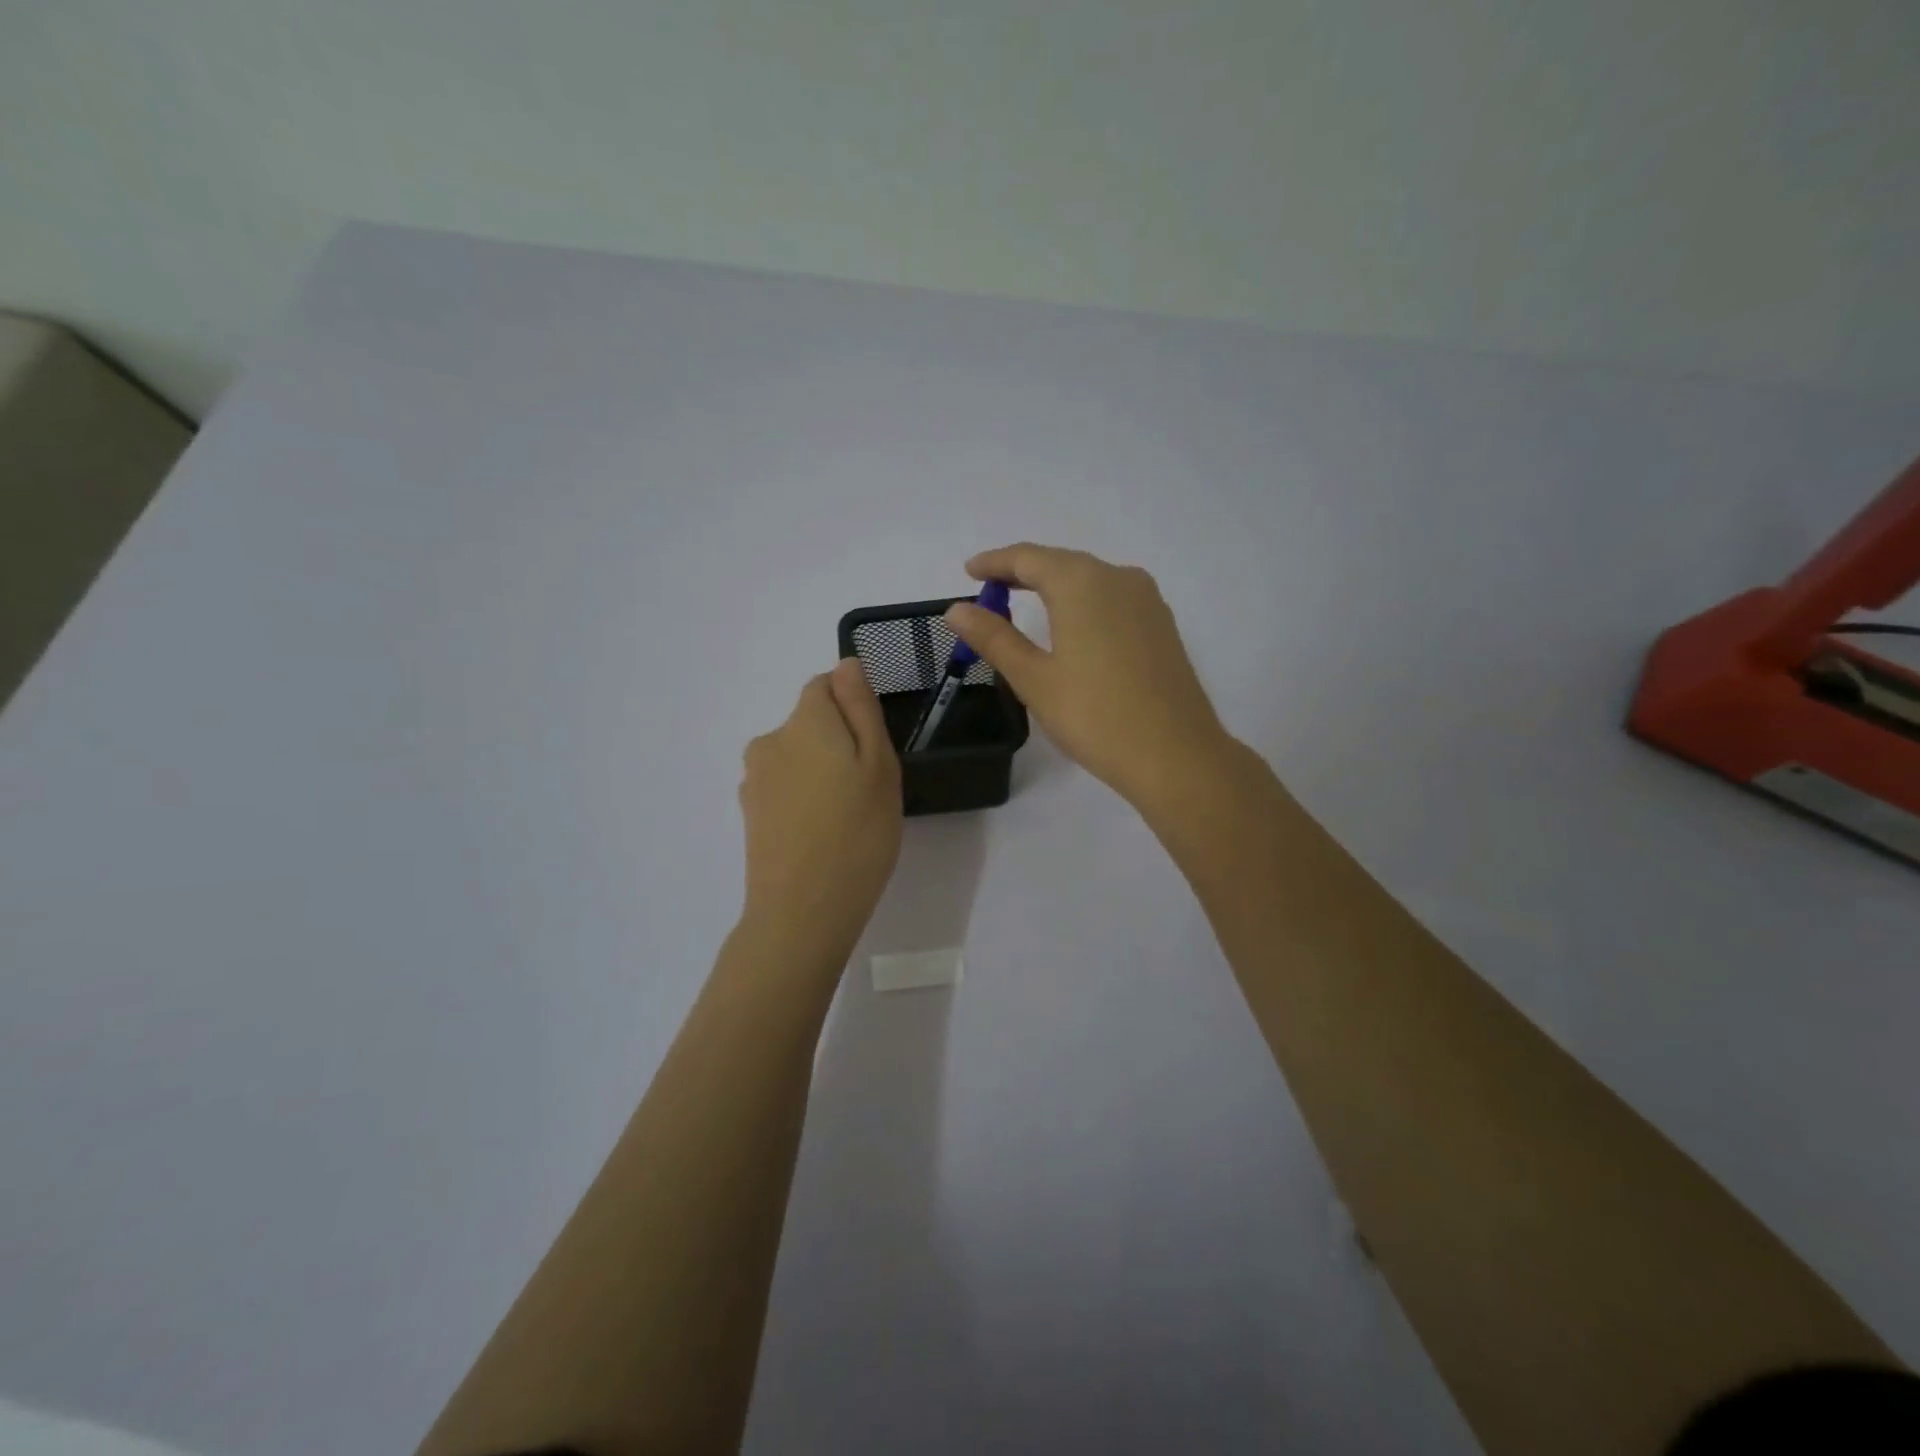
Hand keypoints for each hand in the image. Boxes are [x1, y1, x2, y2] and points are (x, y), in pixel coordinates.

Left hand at [739, 658, 902, 951]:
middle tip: (868, 790)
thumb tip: (846, 664)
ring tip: (846, 817)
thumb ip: (861, 707)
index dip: (853, 709)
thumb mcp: (879, 764)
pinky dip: (804, 799)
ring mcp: (754, 780)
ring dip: (821, 773)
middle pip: (810, 723)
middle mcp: (770, 741)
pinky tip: (821, 835)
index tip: (874, 749)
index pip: (824, 686)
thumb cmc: (857, 833)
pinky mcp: (750, 814)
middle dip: (839, 743)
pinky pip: (785, 788)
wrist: (802, 912)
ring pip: (798, 757)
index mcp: (804, 721)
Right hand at [944, 544, 1233, 810]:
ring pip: (1090, 580)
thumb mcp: (1034, 678)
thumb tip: (957, 609)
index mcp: (1082, 583)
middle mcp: (1118, 578)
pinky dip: (1083, 603)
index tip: (969, 571)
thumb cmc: (1095, 716)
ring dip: (1054, 586)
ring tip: (1025, 605)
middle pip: (1061, 563)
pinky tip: (1073, 626)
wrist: (1176, 755)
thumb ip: (994, 637)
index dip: (994, 562)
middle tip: (990, 591)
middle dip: (1023, 573)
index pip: (1028, 558)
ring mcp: (1147, 600)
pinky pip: (1112, 599)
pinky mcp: (1162, 625)